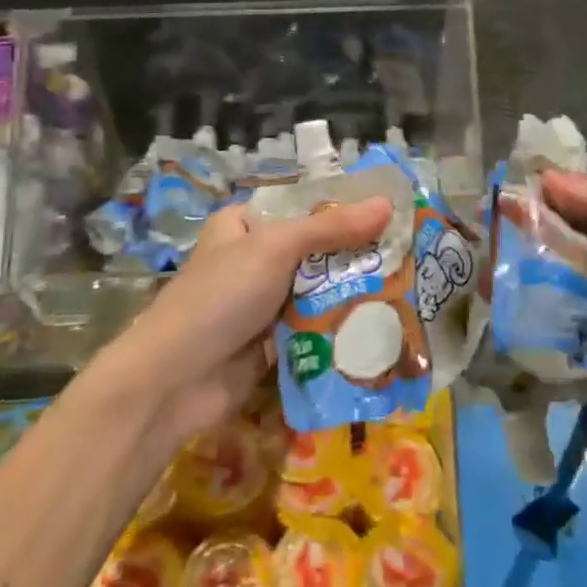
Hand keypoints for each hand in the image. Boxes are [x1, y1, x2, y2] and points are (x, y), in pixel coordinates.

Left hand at [102, 197, 392, 447]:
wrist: (177, 381)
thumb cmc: (220, 296)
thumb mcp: (275, 248)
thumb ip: (331, 228)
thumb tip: (387, 205)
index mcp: (245, 224)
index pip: (303, 206)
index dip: (344, 208)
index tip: (392, 212)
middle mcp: (255, 258)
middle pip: (315, 249)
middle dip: (355, 254)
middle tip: (408, 253)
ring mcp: (263, 301)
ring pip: (318, 288)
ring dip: (352, 291)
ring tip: (407, 286)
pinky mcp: (274, 340)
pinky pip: (314, 325)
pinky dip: (340, 324)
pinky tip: (381, 321)